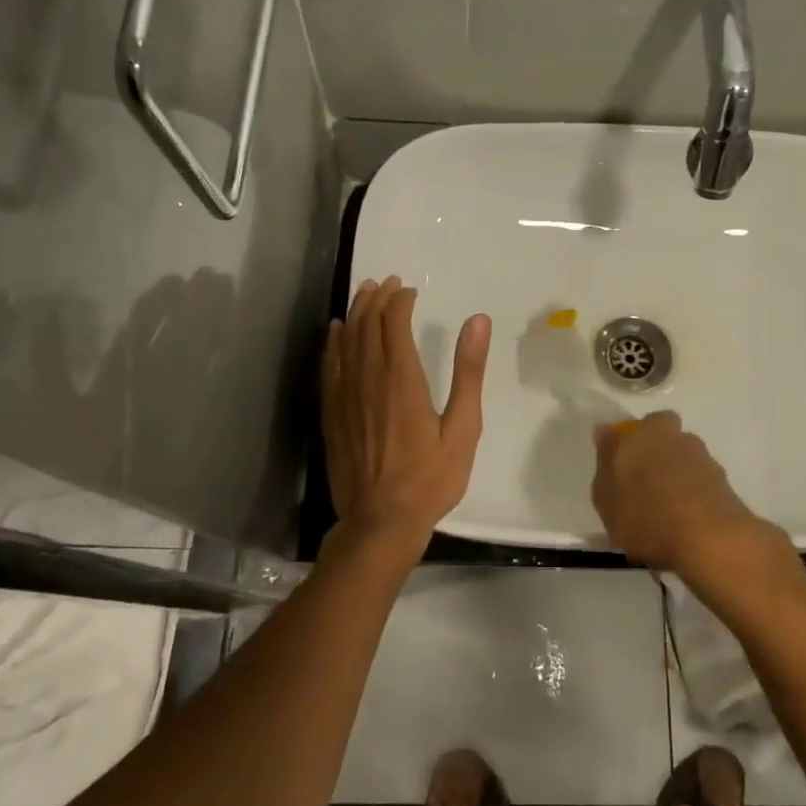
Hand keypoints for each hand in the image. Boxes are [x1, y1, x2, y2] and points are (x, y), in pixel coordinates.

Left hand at [321, 277, 490, 563]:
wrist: (380, 523)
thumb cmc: (430, 479)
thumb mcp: (463, 428)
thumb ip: (468, 372)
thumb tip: (477, 321)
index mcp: (402, 380)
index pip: (394, 324)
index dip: (399, 301)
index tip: (410, 290)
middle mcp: (368, 380)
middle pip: (366, 326)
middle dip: (376, 299)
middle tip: (387, 282)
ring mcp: (345, 397)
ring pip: (345, 341)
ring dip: (354, 313)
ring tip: (363, 293)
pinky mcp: (331, 414)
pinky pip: (328, 367)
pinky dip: (332, 343)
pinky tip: (334, 332)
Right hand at [591, 412, 787, 588]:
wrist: (708, 538)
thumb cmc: (645, 514)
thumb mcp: (606, 497)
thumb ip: (605, 464)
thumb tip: (605, 433)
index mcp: (641, 433)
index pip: (627, 428)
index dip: (623, 444)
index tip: (619, 467)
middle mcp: (673, 436)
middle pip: (661, 436)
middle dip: (654, 452)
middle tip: (643, 485)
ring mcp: (702, 457)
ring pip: (683, 458)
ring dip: (675, 475)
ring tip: (665, 512)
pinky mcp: (724, 482)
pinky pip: (699, 483)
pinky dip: (692, 496)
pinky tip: (684, 523)